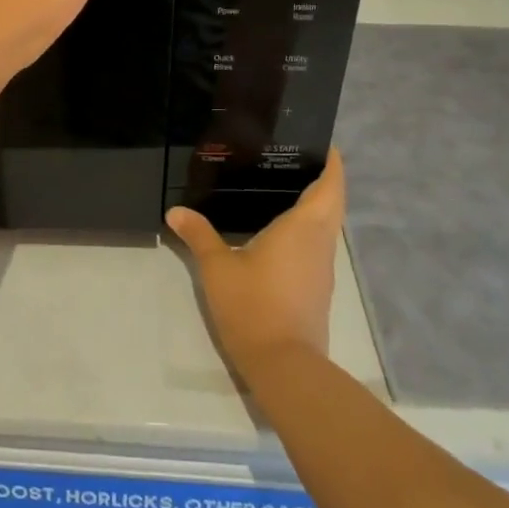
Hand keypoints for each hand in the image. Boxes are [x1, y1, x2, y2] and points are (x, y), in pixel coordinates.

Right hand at [166, 149, 345, 374]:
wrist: (284, 364)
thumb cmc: (253, 305)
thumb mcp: (217, 267)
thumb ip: (198, 235)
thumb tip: (176, 211)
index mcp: (304, 227)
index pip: (330, 184)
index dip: (331, 162)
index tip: (320, 142)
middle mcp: (320, 242)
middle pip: (332, 202)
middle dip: (323, 179)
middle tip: (292, 159)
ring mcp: (322, 267)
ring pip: (327, 226)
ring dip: (316, 205)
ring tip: (282, 188)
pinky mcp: (318, 288)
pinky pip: (317, 245)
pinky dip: (307, 230)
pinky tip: (278, 232)